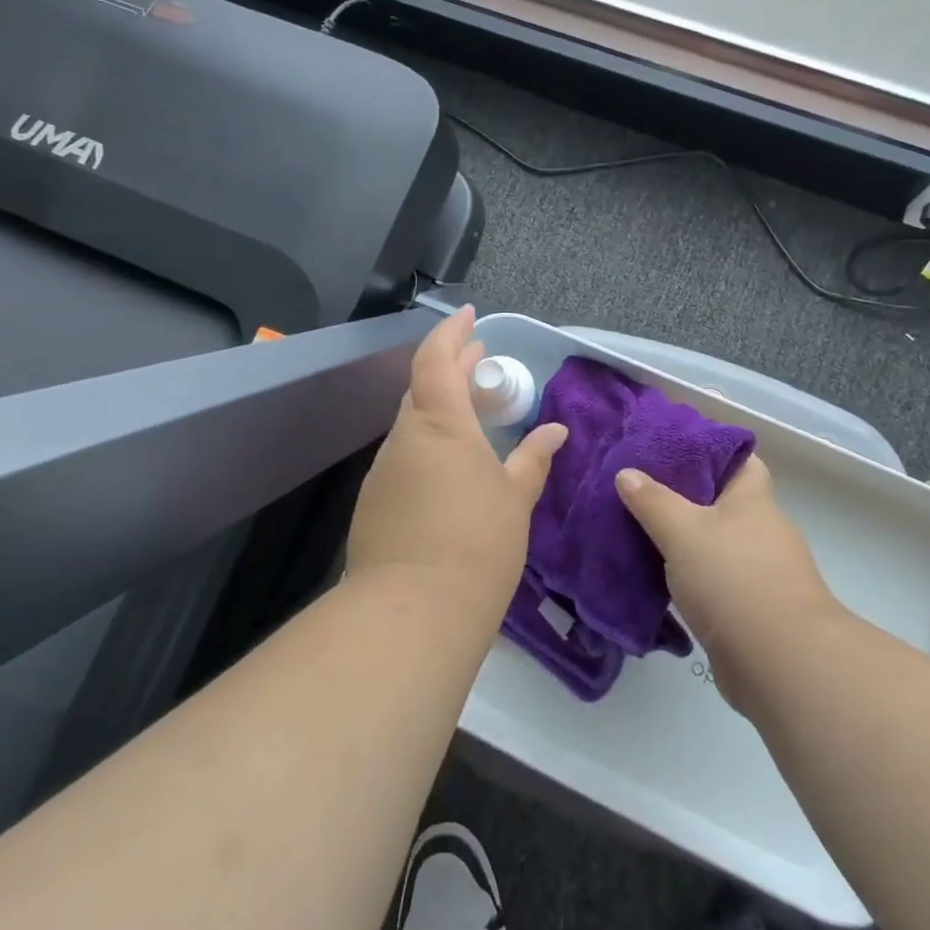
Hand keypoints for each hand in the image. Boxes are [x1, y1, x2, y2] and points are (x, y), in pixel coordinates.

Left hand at [345, 306, 567, 618]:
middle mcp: (405, 437)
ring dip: (440, 409)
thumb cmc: (477, 543)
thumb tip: (555, 432)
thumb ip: (533, 459)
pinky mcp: (374, 503)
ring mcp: (384, 470)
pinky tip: (450, 469)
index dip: (452, 332)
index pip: (436, 358)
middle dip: (451, 368)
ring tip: (473, 415)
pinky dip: (428, 445)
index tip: (471, 316)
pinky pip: (405, 457)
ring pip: (413, 424)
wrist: (412, 612)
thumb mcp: (515, 498)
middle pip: (423, 387)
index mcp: (440, 424)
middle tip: (480, 362)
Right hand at [615, 456, 841, 710]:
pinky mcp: (751, 610)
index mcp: (753, 500)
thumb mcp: (683, 530)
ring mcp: (760, 573)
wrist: (781, 664)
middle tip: (639, 487)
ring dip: (684, 540)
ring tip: (638, 529)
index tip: (670, 447)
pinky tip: (656, 577)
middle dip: (685, 495)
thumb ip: (653, 500)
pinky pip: (713, 581)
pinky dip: (689, 577)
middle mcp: (761, 531)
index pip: (739, 459)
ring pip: (715, 544)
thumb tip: (627, 473)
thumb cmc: (734, 579)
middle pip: (722, 502)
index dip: (709, 449)